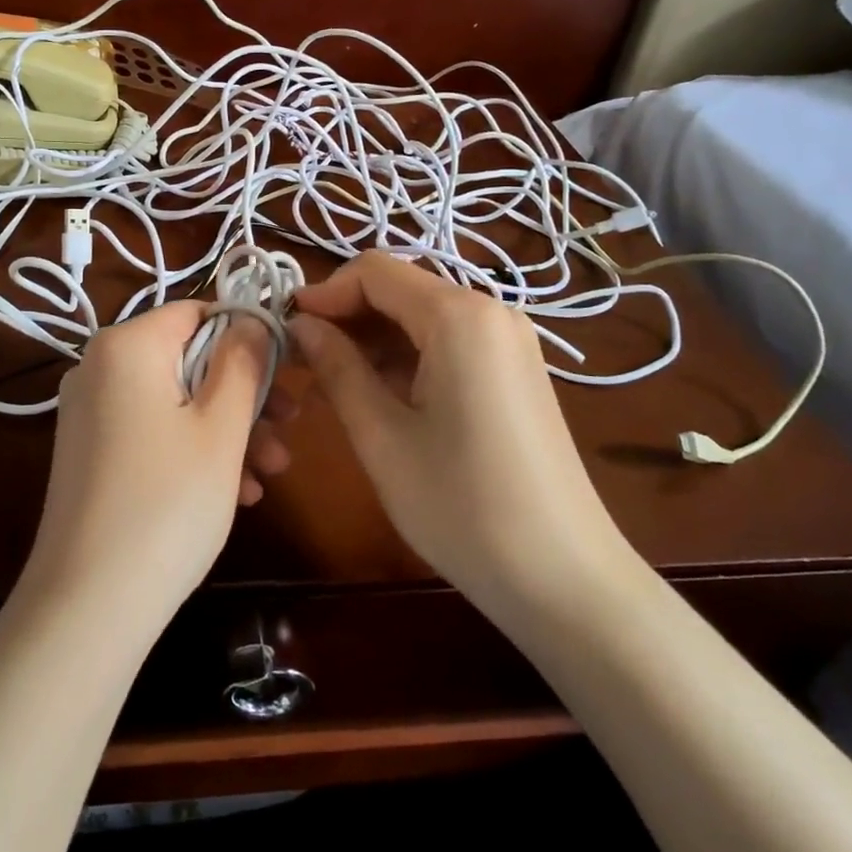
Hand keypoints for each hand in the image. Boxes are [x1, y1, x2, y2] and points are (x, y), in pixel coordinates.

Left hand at [24, 302, 293, 637]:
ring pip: (175, 401)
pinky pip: (152, 432)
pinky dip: (193, 452)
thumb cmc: (167, 503)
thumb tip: (253, 320)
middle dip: (244, 396)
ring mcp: (90, 412)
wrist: (87, 606)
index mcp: (126, 345)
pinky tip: (235, 493)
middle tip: (290, 430)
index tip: (287, 373)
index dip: (248, 336)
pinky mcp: (91, 452)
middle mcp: (99, 368)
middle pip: (189, 360)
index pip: (198, 313)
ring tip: (270, 474)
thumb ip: (243, 362)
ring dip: (227, 431)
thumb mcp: (221, 428)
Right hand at [289, 253, 631, 610]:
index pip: (374, 271)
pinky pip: (447, 341)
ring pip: (421, 315)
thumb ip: (337, 367)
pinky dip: (406, 356)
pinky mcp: (514, 369)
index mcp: (459, 315)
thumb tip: (302, 325)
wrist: (565, 579)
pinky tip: (378, 395)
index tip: (286, 329)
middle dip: (346, 316)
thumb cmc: (463, 507)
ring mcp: (509, 340)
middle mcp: (490, 310)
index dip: (324, 292)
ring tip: (331, 383)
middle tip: (302, 361)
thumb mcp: (382, 436)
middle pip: (399, 289)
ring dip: (372, 339)